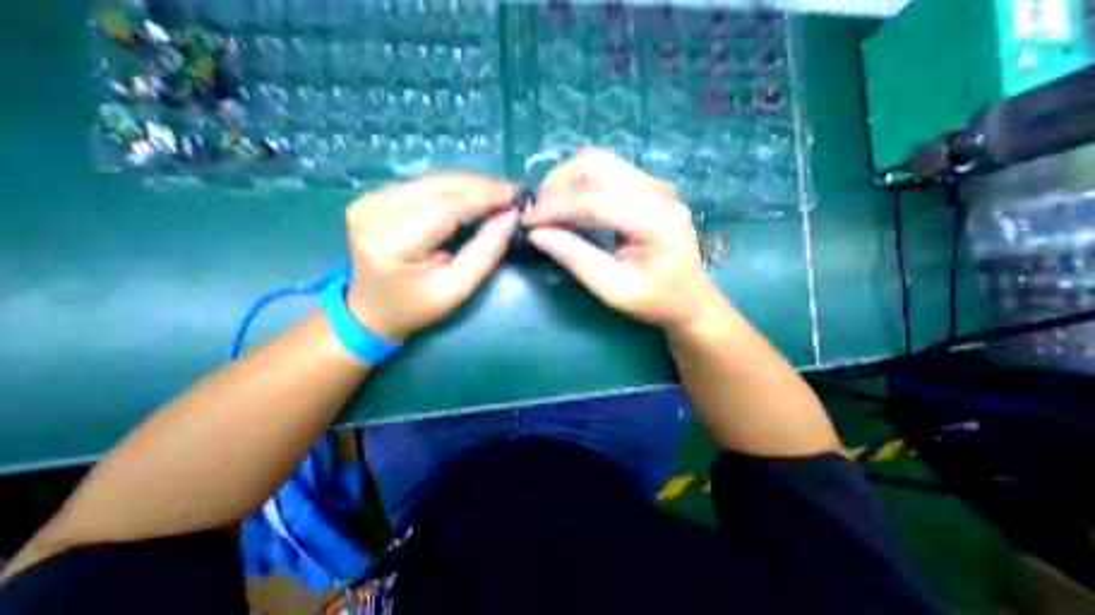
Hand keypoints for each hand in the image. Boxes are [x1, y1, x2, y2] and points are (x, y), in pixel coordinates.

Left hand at [347, 172, 517, 339]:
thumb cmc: (416, 307)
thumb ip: (484, 253)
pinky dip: (452, 188)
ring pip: (430, 181)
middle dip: (479, 186)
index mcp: (391, 243)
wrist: (371, 311)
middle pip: (437, 187)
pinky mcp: (372, 198)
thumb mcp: (456, 289)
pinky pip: (421, 185)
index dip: (483, 198)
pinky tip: (471, 195)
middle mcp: (372, 213)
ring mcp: (368, 201)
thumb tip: (510, 218)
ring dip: (468, 185)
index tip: (514, 195)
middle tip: (510, 192)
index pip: (445, 208)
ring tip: (497, 193)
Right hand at [523, 147, 714, 332]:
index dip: (553, 208)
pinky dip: (578, 184)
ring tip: (550, 211)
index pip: (592, 199)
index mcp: (656, 219)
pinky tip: (569, 207)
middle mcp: (657, 190)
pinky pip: (604, 171)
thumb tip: (536, 234)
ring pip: (596, 162)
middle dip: (556, 186)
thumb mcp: (613, 289)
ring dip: (565, 182)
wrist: (689, 297)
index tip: (526, 223)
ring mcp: (654, 183)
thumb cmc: (655, 301)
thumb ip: (576, 258)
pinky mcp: (647, 186)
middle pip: (594, 165)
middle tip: (539, 217)